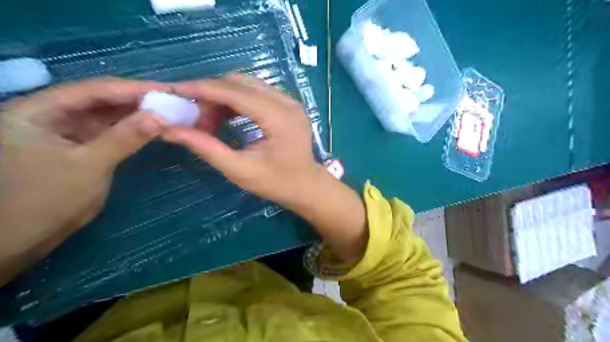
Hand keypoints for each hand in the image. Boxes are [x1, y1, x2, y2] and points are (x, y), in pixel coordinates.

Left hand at [0, 79, 167, 284]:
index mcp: (38, 110)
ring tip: (168, 112)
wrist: (21, 239)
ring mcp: (66, 132)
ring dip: (137, 115)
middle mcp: (51, 115)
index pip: (93, 90)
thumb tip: (161, 116)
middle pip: (101, 100)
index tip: (168, 90)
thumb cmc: (45, 200)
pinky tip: (152, 128)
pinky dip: (132, 131)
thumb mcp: (89, 166)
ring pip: (107, 116)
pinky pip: (109, 133)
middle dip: (138, 100)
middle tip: (172, 101)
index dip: (133, 88)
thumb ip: (125, 138)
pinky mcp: (80, 148)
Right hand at [164, 74, 320, 207]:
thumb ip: (207, 148)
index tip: (175, 90)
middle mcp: (286, 102)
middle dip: (211, 93)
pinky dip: (236, 100)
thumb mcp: (240, 170)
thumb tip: (170, 130)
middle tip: (192, 114)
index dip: (202, 89)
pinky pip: (256, 92)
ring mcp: (289, 102)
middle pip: (240, 83)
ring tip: (207, 120)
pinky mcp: (288, 105)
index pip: (235, 92)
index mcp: (279, 118)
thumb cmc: (276, 183)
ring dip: (223, 96)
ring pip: (247, 85)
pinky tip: (225, 116)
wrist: (306, 186)